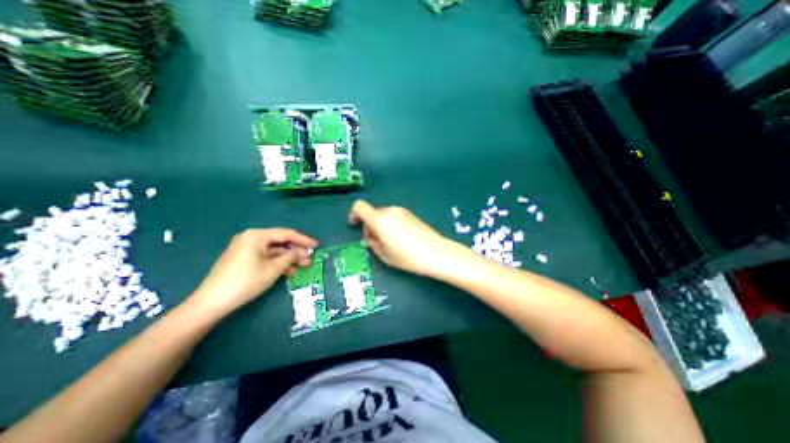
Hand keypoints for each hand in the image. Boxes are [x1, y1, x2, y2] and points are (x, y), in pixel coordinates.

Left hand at [188, 228, 317, 314]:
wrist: (212, 302)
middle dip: (296, 251)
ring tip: (303, 266)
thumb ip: (291, 257)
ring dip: (288, 258)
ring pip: (273, 251)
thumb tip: (303, 252)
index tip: (316, 245)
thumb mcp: (273, 269)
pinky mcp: (243, 259)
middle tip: (310, 258)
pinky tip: (289, 271)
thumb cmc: (246, 281)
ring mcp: (246, 249)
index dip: (303, 240)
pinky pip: (265, 257)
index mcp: (257, 236)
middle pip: (279, 242)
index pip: (286, 234)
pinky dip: (277, 263)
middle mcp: (250, 238)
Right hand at [348, 201, 463, 275]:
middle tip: (375, 241)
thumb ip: (372, 242)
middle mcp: (389, 210)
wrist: (436, 252)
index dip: (353, 214)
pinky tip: (400, 238)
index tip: (355, 225)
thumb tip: (371, 236)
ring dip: (381, 224)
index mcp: (379, 219)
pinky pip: (394, 216)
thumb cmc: (407, 257)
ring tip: (389, 241)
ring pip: (383, 214)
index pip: (359, 206)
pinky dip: (391, 223)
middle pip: (372, 212)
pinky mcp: (411, 214)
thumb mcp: (384, 254)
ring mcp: (401, 210)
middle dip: (369, 225)